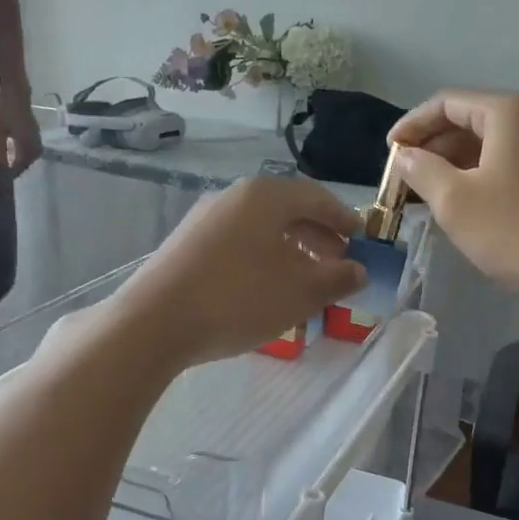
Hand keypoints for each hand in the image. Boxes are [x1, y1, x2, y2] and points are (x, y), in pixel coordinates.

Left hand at [0, 92, 43, 178]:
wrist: (17, 93)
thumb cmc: (6, 109)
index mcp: (26, 144)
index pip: (21, 163)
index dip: (13, 172)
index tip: (6, 178)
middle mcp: (35, 142)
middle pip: (29, 160)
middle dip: (21, 167)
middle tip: (11, 173)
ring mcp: (37, 136)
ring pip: (33, 154)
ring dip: (25, 160)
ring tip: (16, 164)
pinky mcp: (35, 131)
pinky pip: (33, 147)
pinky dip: (26, 152)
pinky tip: (19, 151)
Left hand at [108, 177, 368, 367]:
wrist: (154, 322)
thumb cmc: (239, 298)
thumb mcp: (302, 292)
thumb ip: (339, 278)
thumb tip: (360, 271)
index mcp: (266, 197)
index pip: (317, 197)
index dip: (345, 219)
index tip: (363, 241)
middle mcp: (234, 197)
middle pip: (289, 211)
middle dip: (320, 237)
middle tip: (339, 264)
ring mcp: (205, 219)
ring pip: (262, 228)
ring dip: (292, 250)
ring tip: (306, 280)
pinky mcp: (187, 244)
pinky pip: (238, 242)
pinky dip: (263, 257)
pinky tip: (266, 289)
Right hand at [389, 89, 518, 305]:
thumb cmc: (517, 229)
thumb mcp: (455, 201)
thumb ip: (422, 170)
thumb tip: (406, 155)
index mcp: (510, 110)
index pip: (447, 102)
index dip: (412, 125)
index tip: (390, 152)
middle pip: (473, 119)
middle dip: (435, 146)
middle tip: (407, 176)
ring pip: (495, 142)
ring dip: (459, 162)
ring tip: (432, 191)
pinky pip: (516, 160)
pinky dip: (486, 173)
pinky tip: (471, 200)